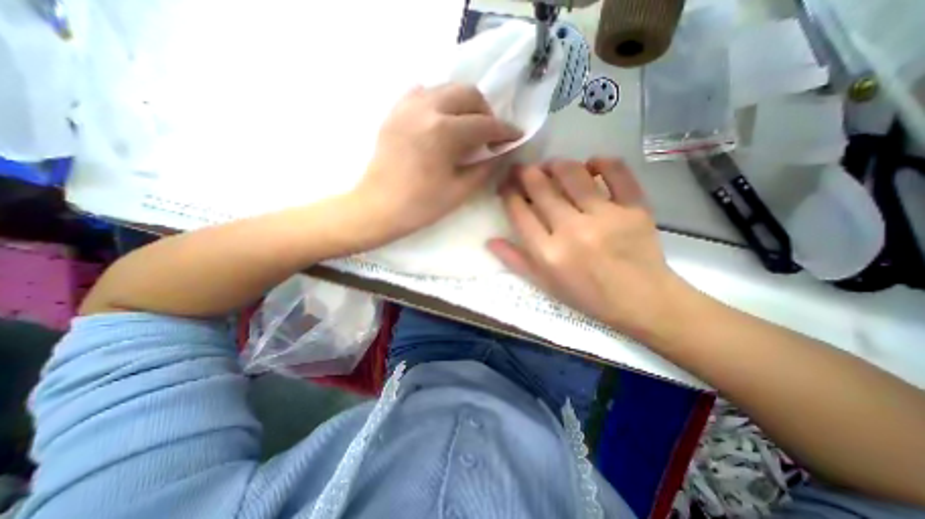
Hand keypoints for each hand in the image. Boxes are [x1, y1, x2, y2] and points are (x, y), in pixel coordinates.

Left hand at [351, 83, 519, 245]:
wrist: (378, 208)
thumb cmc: (420, 206)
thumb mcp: (459, 191)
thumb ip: (485, 168)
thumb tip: (501, 153)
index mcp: (444, 131)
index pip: (484, 124)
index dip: (505, 130)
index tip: (516, 136)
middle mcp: (426, 108)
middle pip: (468, 93)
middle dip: (486, 112)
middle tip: (489, 134)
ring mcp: (407, 106)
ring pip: (446, 88)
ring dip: (464, 104)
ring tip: (467, 127)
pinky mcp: (395, 112)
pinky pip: (422, 93)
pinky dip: (439, 102)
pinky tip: (441, 121)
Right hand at [487, 156, 688, 336]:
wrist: (641, 301)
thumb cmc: (587, 296)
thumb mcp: (545, 285)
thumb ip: (516, 261)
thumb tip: (490, 240)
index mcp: (548, 253)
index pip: (519, 212)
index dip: (509, 193)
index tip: (507, 186)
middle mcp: (572, 231)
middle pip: (541, 189)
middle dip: (525, 173)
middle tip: (522, 169)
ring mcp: (605, 217)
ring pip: (573, 175)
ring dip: (557, 165)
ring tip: (551, 166)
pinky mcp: (634, 208)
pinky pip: (617, 172)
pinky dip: (601, 162)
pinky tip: (592, 164)